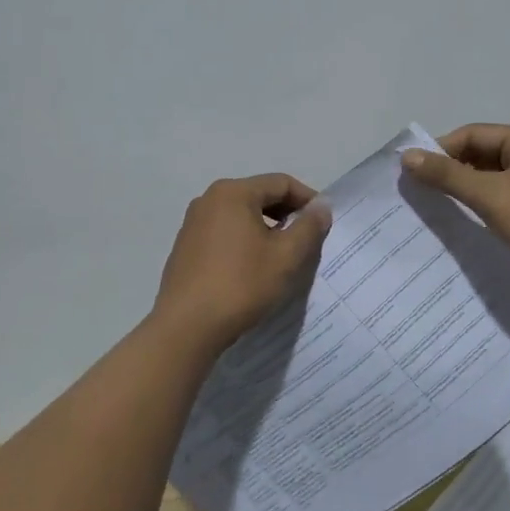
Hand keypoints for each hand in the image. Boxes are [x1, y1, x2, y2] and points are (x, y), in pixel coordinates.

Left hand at [152, 173, 331, 352]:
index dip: (308, 199)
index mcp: (233, 192)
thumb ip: (309, 226)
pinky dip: (244, 240)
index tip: (324, 223)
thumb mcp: (286, 256)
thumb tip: (321, 206)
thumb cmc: (241, 285)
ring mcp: (193, 223)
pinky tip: (252, 267)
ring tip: (282, 255)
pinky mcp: (186, 246)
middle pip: (259, 195)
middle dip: (287, 214)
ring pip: (241, 215)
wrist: (186, 327)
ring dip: (266, 228)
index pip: (281, 183)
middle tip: (307, 239)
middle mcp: (209, 199)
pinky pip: (224, 232)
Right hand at [400, 124, 509, 287]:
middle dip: (452, 169)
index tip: (414, 174)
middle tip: (422, 191)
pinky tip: (468, 217)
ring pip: (492, 174)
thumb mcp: (490, 196)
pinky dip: (484, 200)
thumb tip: (407, 156)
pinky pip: (504, 192)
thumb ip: (448, 175)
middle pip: (482, 152)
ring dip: (467, 186)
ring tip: (438, 205)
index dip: (441, 150)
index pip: (472, 134)